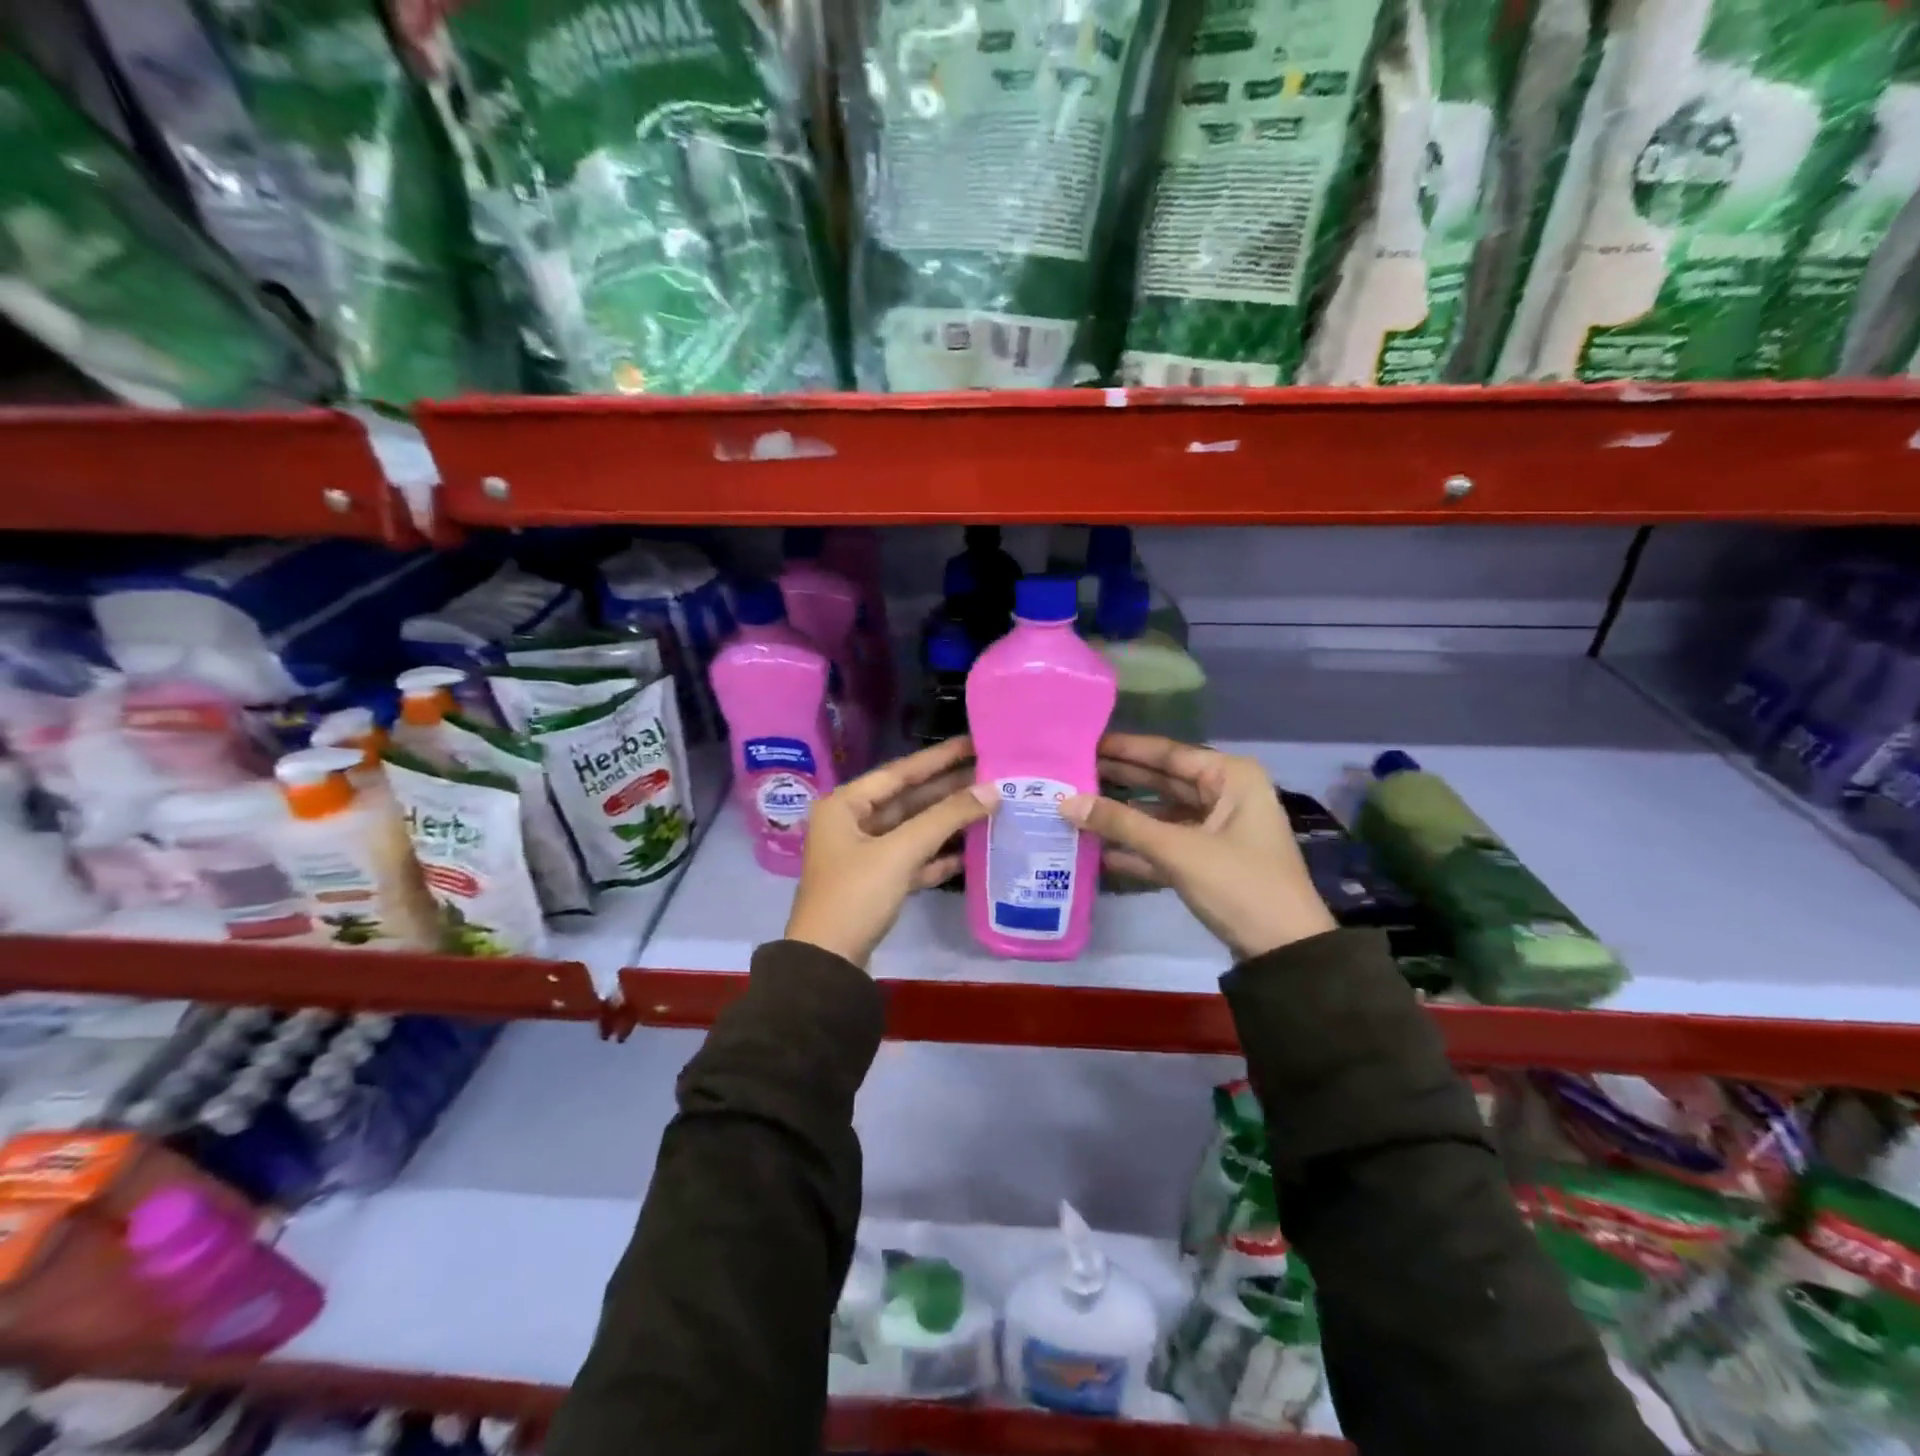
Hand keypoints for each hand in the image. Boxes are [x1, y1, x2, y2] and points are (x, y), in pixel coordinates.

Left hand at [785, 736, 996, 968]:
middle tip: (990, 773)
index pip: (899, 773)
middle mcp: (851, 824)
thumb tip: (992, 790)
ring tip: (988, 807)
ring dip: (946, 823)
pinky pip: (911, 860)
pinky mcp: (875, 884)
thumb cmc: (855, 895)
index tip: (972, 743)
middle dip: (947, 790)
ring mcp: (863, 855)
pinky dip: (936, 856)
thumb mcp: (900, 852)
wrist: (827, 965)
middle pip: (907, 800)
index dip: (938, 758)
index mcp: (845, 805)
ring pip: (911, 830)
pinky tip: (968, 852)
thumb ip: (946, 818)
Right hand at [1060, 733, 1336, 960]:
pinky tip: (1100, 849)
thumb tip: (1064, 802)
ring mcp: (1220, 829)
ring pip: (1163, 814)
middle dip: (1120, 779)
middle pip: (1164, 780)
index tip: (1084, 743)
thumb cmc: (1238, 884)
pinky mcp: (1211, 860)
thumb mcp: (1177, 850)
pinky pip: (1168, 843)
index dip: (1124, 749)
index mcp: (1231, 777)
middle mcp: (1227, 794)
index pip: (1168, 753)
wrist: (1285, 951)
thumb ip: (1120, 824)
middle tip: (1072, 772)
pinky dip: (1138, 846)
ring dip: (1125, 815)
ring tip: (1077, 807)